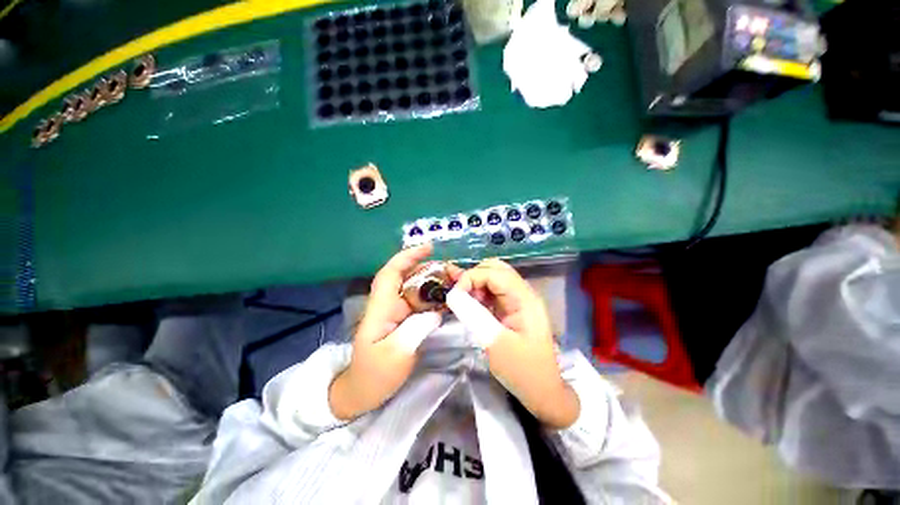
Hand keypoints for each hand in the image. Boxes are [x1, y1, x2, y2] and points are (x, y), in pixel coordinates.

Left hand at [329, 244, 451, 419]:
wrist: (364, 391)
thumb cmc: (374, 374)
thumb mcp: (395, 355)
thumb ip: (415, 331)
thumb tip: (436, 312)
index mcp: (381, 308)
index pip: (391, 273)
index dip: (407, 257)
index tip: (428, 248)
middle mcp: (390, 304)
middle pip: (408, 277)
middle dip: (430, 269)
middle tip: (453, 271)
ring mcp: (398, 312)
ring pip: (417, 288)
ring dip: (435, 282)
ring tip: (456, 282)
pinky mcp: (406, 320)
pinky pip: (422, 302)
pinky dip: (436, 297)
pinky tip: (450, 299)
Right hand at [447, 259, 578, 428]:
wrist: (542, 392)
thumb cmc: (523, 371)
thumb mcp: (495, 344)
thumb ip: (473, 315)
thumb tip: (452, 295)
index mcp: (524, 299)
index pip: (495, 273)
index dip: (471, 277)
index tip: (454, 295)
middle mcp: (521, 293)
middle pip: (495, 269)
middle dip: (472, 277)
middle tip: (458, 295)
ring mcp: (516, 301)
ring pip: (492, 278)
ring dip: (473, 284)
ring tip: (458, 298)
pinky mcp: (510, 309)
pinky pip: (491, 293)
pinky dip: (476, 294)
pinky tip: (465, 301)